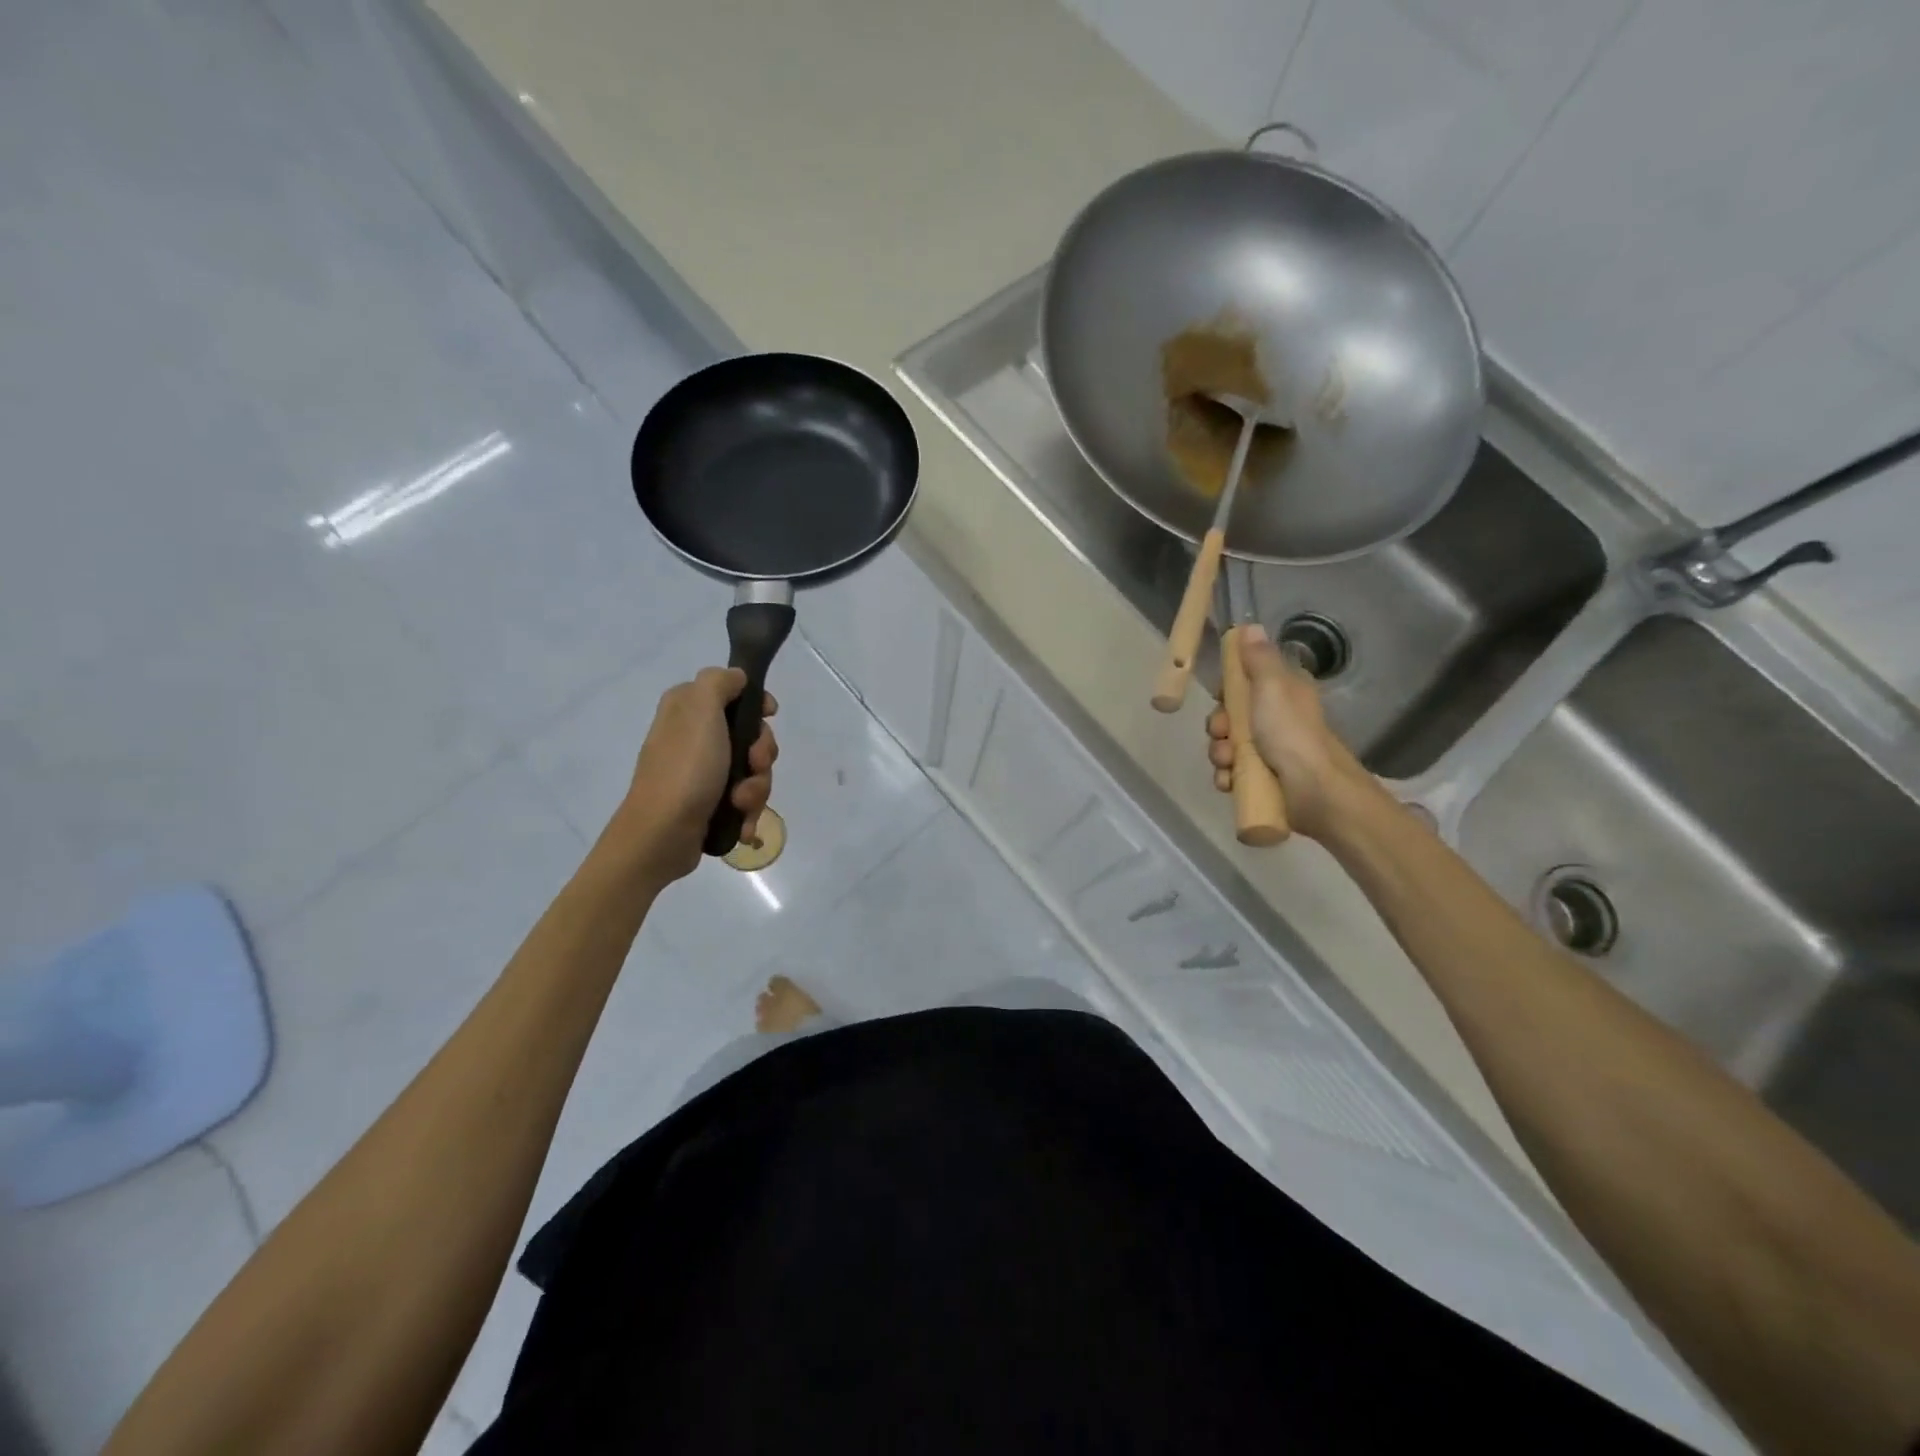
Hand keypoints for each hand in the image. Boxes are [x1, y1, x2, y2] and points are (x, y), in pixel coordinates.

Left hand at [616, 667, 777, 881]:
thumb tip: (737, 678)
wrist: (662, 835)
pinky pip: (744, 799)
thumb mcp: (701, 710)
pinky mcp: (709, 803)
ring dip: (756, 788)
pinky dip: (748, 811)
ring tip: (740, 803)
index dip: (757, 704)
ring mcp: (702, 772)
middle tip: (754, 765)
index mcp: (687, 708)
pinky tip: (742, 824)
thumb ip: (719, 682)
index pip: (734, 692)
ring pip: (753, 770)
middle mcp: (694, 736)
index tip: (770, 715)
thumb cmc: (685, 769)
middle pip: (751, 735)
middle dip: (762, 755)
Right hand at [1205, 625, 1371, 840]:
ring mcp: (1270, 752)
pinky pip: (1233, 774)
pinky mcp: (1264, 780)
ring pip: (1228, 747)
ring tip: (1229, 765)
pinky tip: (1231, 782)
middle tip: (1223, 734)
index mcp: (1283, 693)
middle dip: (1219, 728)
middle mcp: (1277, 720)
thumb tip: (1251, 626)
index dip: (1228, 690)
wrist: (1316, 791)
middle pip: (1231, 717)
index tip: (1222, 697)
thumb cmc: (1291, 733)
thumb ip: (1259, 658)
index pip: (1245, 683)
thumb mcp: (1273, 686)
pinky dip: (1228, 778)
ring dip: (1220, 755)